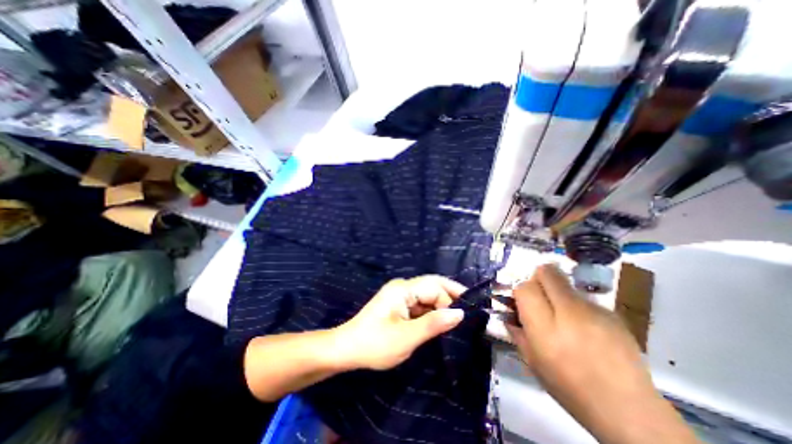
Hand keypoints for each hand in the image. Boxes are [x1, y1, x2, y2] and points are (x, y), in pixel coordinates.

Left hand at [332, 277, 465, 369]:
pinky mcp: (399, 306)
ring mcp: (400, 296)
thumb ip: (434, 324)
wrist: (347, 350)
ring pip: (427, 297)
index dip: (452, 296)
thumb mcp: (407, 337)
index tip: (468, 313)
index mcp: (403, 289)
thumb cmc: (375, 344)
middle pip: (431, 288)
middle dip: (449, 300)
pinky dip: (431, 313)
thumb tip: (460, 313)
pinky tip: (439, 325)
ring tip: (456, 323)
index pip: (434, 285)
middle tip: (466, 317)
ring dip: (441, 308)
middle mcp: (402, 288)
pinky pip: (420, 305)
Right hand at [511, 265, 694, 442]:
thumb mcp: (532, 361)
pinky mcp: (613, 313)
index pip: (525, 288)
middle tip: (540, 296)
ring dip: (558, 293)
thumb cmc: (569, 387)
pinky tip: (585, 329)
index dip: (521, 291)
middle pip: (547, 273)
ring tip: (565, 318)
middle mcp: (570, 312)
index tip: (523, 302)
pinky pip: (584, 298)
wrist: (629, 411)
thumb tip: (508, 314)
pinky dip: (577, 306)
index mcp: (545, 328)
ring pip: (566, 283)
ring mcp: (595, 310)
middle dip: (538, 278)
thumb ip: (517, 331)